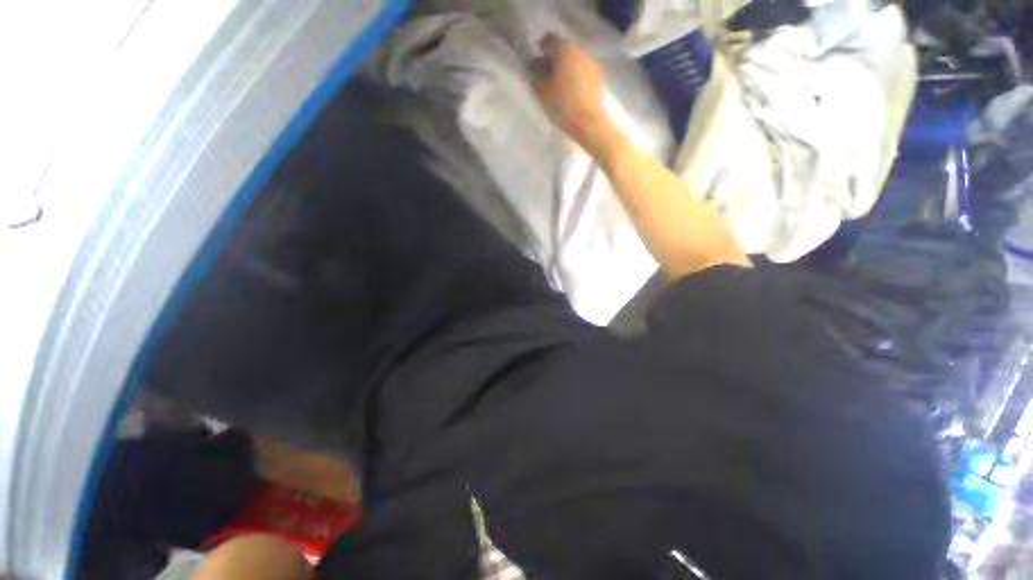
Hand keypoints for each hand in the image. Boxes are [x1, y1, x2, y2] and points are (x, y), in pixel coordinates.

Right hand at [533, 35, 612, 150]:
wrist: (589, 122)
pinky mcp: (598, 77)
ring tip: (558, 86)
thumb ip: (535, 74)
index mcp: (564, 49)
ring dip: (565, 68)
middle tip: (545, 75)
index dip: (540, 49)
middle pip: (563, 49)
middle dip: (554, 59)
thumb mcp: (542, 91)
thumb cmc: (562, 105)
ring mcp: (591, 63)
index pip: (549, 40)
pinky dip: (575, 77)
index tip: (535, 62)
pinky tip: (570, 92)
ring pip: (574, 60)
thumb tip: (532, 64)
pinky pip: (582, 71)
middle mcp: (580, 50)